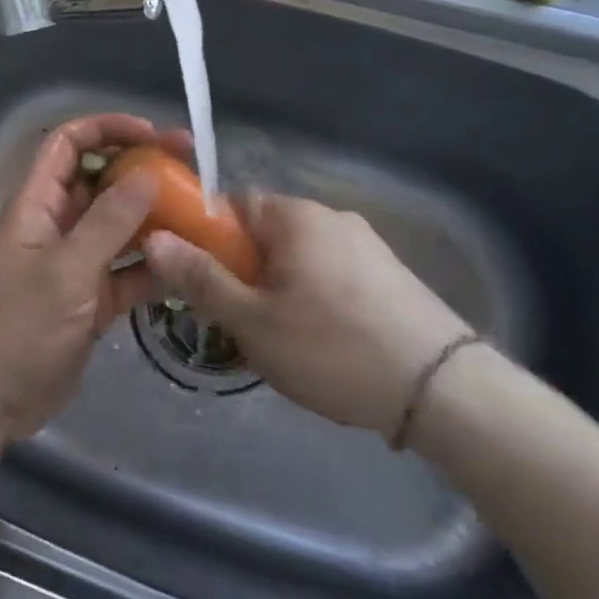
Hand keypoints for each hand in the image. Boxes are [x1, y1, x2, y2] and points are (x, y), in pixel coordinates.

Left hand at [0, 114, 189, 448]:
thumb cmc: (16, 327)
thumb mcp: (64, 271)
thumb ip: (107, 222)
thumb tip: (149, 172)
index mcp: (37, 205)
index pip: (68, 145)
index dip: (106, 129)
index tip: (152, 134)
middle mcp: (57, 226)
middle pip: (101, 182)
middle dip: (142, 171)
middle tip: (194, 169)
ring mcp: (76, 265)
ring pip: (120, 228)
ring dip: (155, 219)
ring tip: (203, 214)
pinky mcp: (92, 301)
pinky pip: (128, 272)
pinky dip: (155, 267)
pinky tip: (191, 265)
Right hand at [143, 193, 470, 440]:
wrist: (446, 393)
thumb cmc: (333, 349)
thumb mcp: (252, 320)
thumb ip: (200, 278)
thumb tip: (152, 239)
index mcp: (295, 216)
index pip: (231, 204)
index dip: (206, 238)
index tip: (200, 279)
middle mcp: (331, 217)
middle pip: (264, 234)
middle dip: (242, 272)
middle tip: (235, 320)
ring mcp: (366, 246)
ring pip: (297, 259)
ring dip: (276, 290)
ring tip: (278, 342)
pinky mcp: (390, 276)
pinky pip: (330, 276)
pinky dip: (312, 301)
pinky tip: (321, 345)